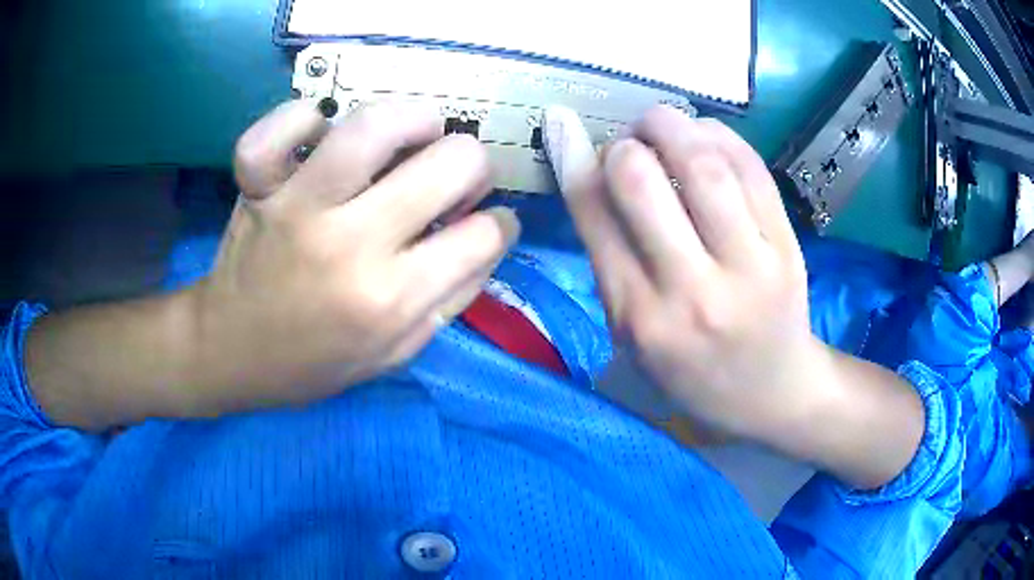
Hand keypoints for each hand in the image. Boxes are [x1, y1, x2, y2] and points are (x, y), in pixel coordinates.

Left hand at [185, 100, 519, 412]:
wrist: (230, 352)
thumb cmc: (314, 362)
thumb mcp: (396, 353)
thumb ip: (452, 297)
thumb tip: (490, 236)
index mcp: (390, 299)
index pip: (482, 235)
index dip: (498, 224)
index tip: (483, 223)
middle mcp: (350, 246)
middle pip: (451, 163)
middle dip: (473, 166)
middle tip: (452, 179)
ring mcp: (298, 207)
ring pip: (374, 126)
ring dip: (414, 119)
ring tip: (414, 135)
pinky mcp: (259, 188)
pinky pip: (280, 129)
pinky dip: (302, 117)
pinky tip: (320, 131)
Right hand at [543, 105, 816, 437]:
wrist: (771, 394)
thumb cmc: (694, 373)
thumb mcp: (633, 336)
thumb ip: (610, 260)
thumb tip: (585, 172)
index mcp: (640, 318)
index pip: (595, 216)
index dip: (576, 159)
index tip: (565, 127)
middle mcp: (691, 291)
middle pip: (642, 180)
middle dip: (625, 143)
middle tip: (628, 140)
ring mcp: (748, 267)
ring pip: (704, 165)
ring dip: (672, 125)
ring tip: (662, 123)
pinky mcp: (787, 248)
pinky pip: (752, 169)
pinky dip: (720, 136)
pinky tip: (705, 135)